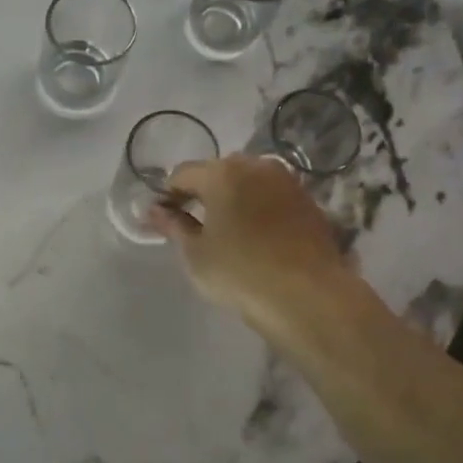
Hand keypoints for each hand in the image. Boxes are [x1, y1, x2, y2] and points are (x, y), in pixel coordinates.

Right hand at [154, 155, 355, 329]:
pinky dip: (258, 209)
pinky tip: (256, 237)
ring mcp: (287, 182)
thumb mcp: (195, 253)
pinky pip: (272, 197)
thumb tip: (153, 211)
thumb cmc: (240, 272)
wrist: (307, 296)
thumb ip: (173, 226)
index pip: (182, 174)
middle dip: (202, 193)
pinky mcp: (309, 202)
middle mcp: (257, 166)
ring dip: (233, 199)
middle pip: (218, 172)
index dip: (168, 195)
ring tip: (226, 231)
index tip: (162, 220)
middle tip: (193, 225)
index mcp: (222, 173)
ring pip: (249, 182)